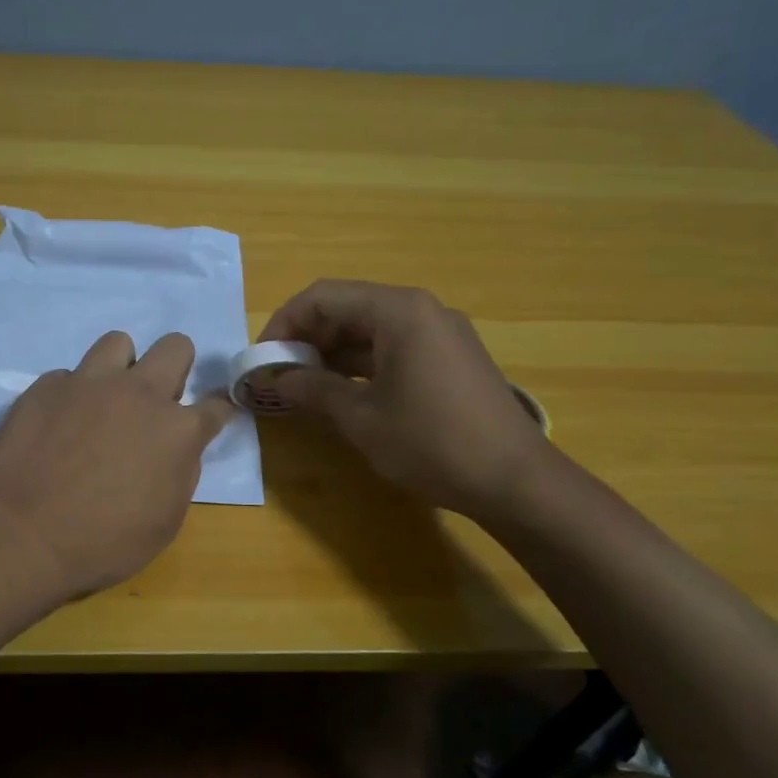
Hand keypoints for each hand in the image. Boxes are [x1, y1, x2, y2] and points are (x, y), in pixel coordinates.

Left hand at [0, 331, 233, 602]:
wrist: (24, 535)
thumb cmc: (104, 543)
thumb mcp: (164, 522)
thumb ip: (179, 475)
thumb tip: (177, 451)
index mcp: (177, 431)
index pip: (217, 405)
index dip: (218, 410)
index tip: (211, 416)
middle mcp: (139, 394)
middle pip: (175, 346)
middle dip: (176, 366)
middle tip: (157, 399)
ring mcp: (90, 383)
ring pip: (118, 342)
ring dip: (121, 367)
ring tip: (105, 399)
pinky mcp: (47, 386)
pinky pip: (68, 376)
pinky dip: (71, 395)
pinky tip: (58, 423)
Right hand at [260, 280, 553, 521]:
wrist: (515, 480)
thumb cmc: (431, 443)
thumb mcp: (361, 418)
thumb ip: (312, 389)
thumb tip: (274, 379)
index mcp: (398, 311)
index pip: (323, 297)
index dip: (284, 324)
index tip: (262, 359)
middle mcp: (421, 309)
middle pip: (347, 307)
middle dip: (307, 338)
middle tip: (279, 375)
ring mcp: (440, 332)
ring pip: (369, 328)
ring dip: (332, 353)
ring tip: (303, 387)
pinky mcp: (450, 357)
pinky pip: (393, 346)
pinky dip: (361, 363)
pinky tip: (342, 392)